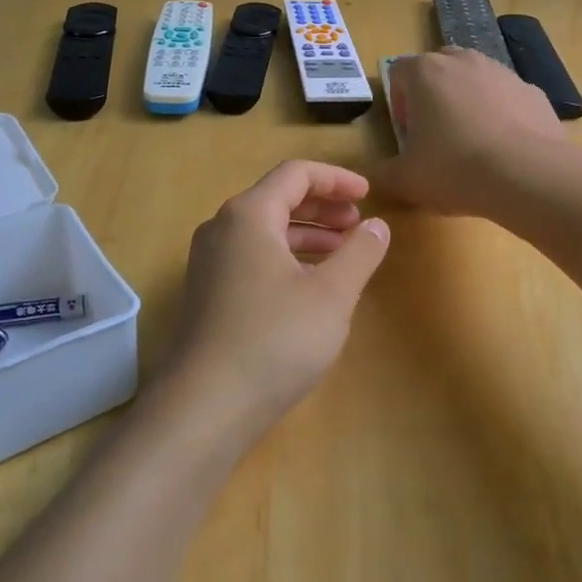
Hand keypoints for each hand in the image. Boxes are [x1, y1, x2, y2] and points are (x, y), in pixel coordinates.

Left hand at [159, 161, 390, 444]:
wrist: (203, 408)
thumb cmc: (274, 340)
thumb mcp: (332, 295)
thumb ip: (360, 253)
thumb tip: (377, 225)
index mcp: (249, 215)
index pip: (296, 174)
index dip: (337, 179)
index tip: (369, 195)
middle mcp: (222, 228)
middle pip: (278, 198)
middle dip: (323, 206)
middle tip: (359, 223)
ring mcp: (209, 262)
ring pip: (265, 230)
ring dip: (307, 234)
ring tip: (343, 252)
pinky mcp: (207, 294)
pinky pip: (252, 257)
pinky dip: (286, 257)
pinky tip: (310, 285)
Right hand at [375, 48, 567, 216]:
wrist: (528, 175)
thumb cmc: (455, 170)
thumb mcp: (406, 180)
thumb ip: (381, 175)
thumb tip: (372, 178)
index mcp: (425, 72)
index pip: (398, 71)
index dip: (397, 101)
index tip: (407, 132)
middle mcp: (463, 61)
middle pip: (438, 68)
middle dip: (432, 95)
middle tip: (435, 134)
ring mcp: (502, 72)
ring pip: (474, 79)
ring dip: (467, 102)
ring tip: (472, 143)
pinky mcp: (532, 90)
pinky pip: (506, 97)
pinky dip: (501, 115)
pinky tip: (504, 149)